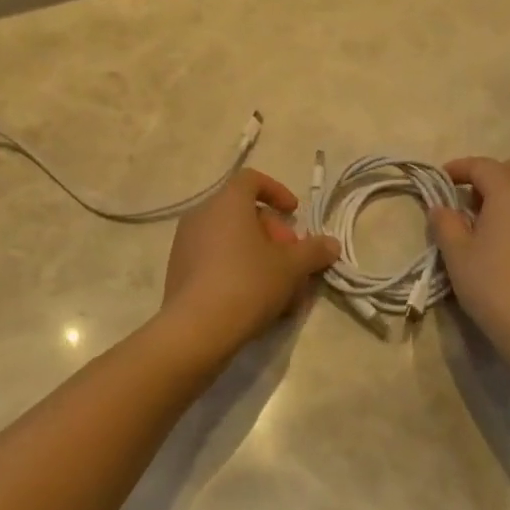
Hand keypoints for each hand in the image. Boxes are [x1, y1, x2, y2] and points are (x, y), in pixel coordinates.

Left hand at [160, 169, 339, 358]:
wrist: (196, 329)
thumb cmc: (247, 283)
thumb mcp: (291, 268)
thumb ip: (313, 252)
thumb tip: (331, 244)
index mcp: (226, 203)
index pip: (251, 180)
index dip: (277, 191)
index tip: (294, 213)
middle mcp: (201, 215)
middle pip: (243, 213)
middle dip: (273, 234)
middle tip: (292, 261)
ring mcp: (185, 244)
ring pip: (231, 240)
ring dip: (258, 257)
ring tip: (280, 289)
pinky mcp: (178, 271)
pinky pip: (215, 260)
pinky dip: (238, 271)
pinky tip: (256, 302)